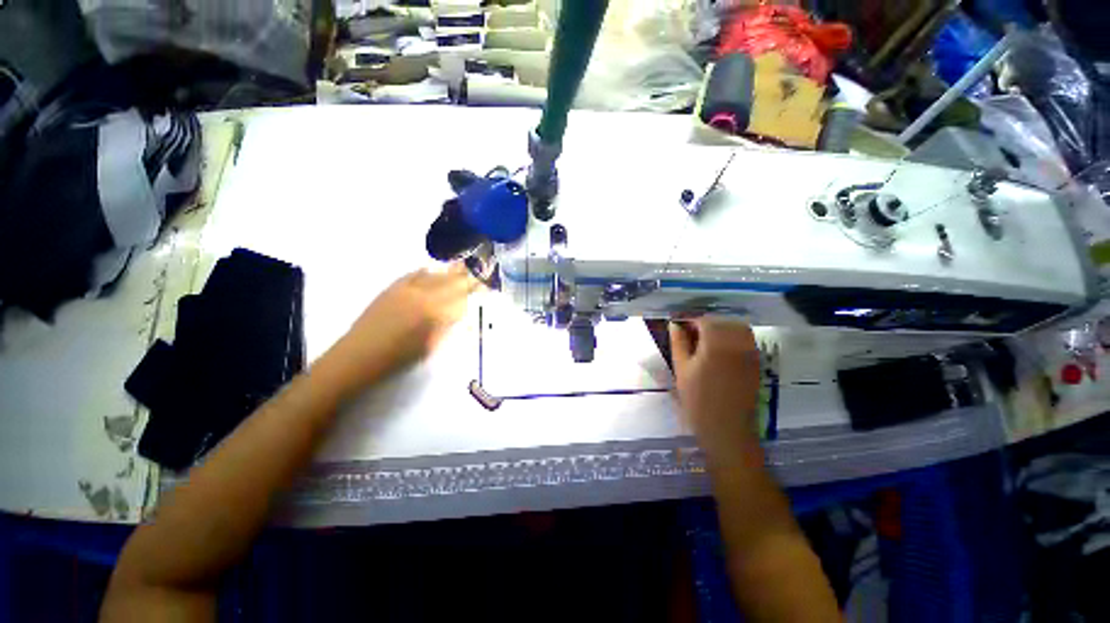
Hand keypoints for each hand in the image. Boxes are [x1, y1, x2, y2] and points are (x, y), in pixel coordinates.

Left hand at [326, 264, 479, 390]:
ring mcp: (405, 290)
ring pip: (433, 275)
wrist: (359, 356)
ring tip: (461, 265)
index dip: (474, 287)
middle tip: (478, 269)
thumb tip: (460, 312)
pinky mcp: (391, 289)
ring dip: (448, 271)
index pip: (461, 295)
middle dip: (466, 275)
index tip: (485, 283)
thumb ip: (447, 325)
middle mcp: (422, 295)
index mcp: (434, 311)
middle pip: (450, 281)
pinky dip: (424, 272)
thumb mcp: (431, 344)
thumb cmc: (399, 357)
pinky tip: (429, 269)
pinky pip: (412, 275)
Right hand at [669, 318, 761, 465]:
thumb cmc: (697, 400)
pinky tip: (720, 349)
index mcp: (716, 344)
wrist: (727, 429)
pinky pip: (746, 340)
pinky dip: (733, 337)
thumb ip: (679, 343)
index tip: (679, 325)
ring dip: (721, 328)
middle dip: (705, 323)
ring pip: (737, 328)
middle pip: (723, 321)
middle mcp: (737, 343)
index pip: (705, 320)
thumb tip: (675, 324)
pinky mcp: (756, 362)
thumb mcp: (681, 369)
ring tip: (705, 340)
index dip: (690, 320)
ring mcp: (750, 353)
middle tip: (690, 333)